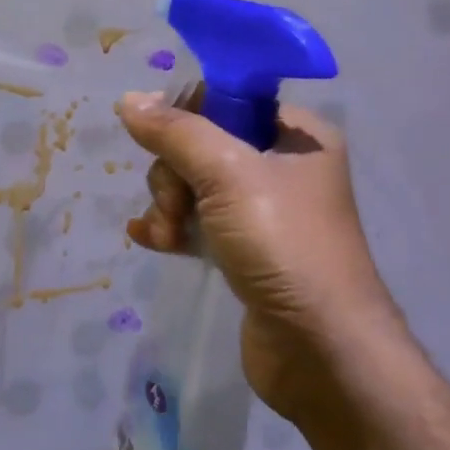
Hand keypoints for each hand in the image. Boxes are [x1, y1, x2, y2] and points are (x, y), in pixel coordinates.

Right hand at [117, 91, 400, 422]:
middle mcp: (282, 167)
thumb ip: (176, 133)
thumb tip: (129, 100)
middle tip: (177, 206)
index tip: (163, 142)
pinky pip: (197, 223)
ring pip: (193, 186)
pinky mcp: (246, 252)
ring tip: (168, 235)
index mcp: (295, 135)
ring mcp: (264, 213)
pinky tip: (148, 239)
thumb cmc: (282, 245)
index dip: (186, 115)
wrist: (320, 351)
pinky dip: (173, 229)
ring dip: (169, 206)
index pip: (227, 98)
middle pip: (201, 145)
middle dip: (174, 174)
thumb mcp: (227, 175)